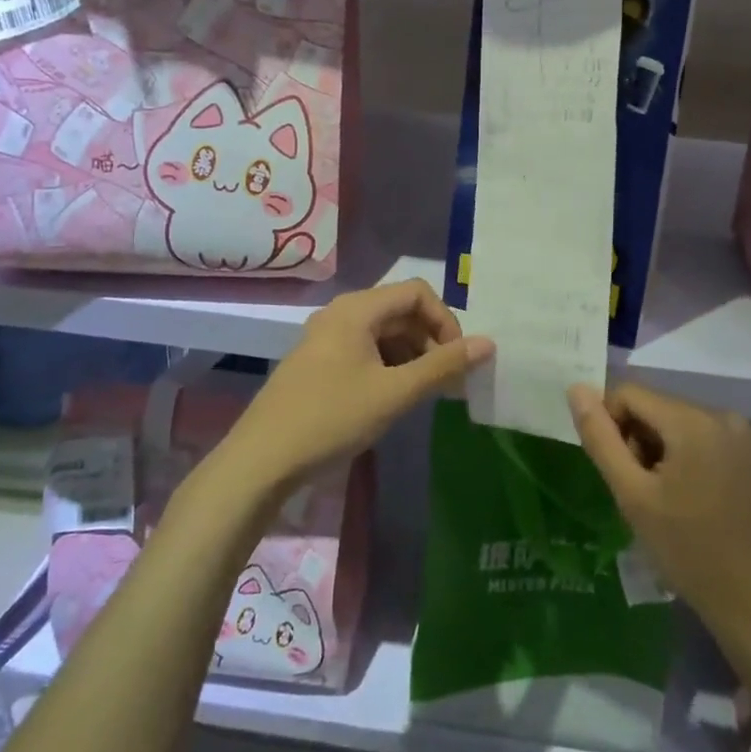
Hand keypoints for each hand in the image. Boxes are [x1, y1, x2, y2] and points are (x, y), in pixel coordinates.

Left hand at [224, 280, 493, 491]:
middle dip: (430, 341)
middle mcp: (341, 313)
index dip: (445, 321)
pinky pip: (364, 349)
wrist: (262, 459)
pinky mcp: (318, 361)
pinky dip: (388, 365)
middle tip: (446, 382)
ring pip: (383, 332)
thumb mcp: (395, 392)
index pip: (417, 292)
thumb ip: (443, 366)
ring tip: (423, 393)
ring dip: (411, 355)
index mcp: (357, 308)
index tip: (457, 360)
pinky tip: (393, 397)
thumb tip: (488, 344)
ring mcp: (325, 337)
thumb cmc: (332, 418)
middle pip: (400, 310)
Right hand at [568, 383, 750, 645]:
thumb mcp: (632, 495)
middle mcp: (724, 416)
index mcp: (692, 420)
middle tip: (640, 491)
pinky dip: (688, 458)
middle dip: (638, 440)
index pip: (629, 393)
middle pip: (657, 408)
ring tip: (665, 500)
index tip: (616, 471)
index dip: (610, 424)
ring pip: (679, 424)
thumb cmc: (687, 550)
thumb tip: (577, 390)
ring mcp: (745, 436)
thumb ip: (601, 438)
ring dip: (661, 451)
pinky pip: (706, 439)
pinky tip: (693, 501)